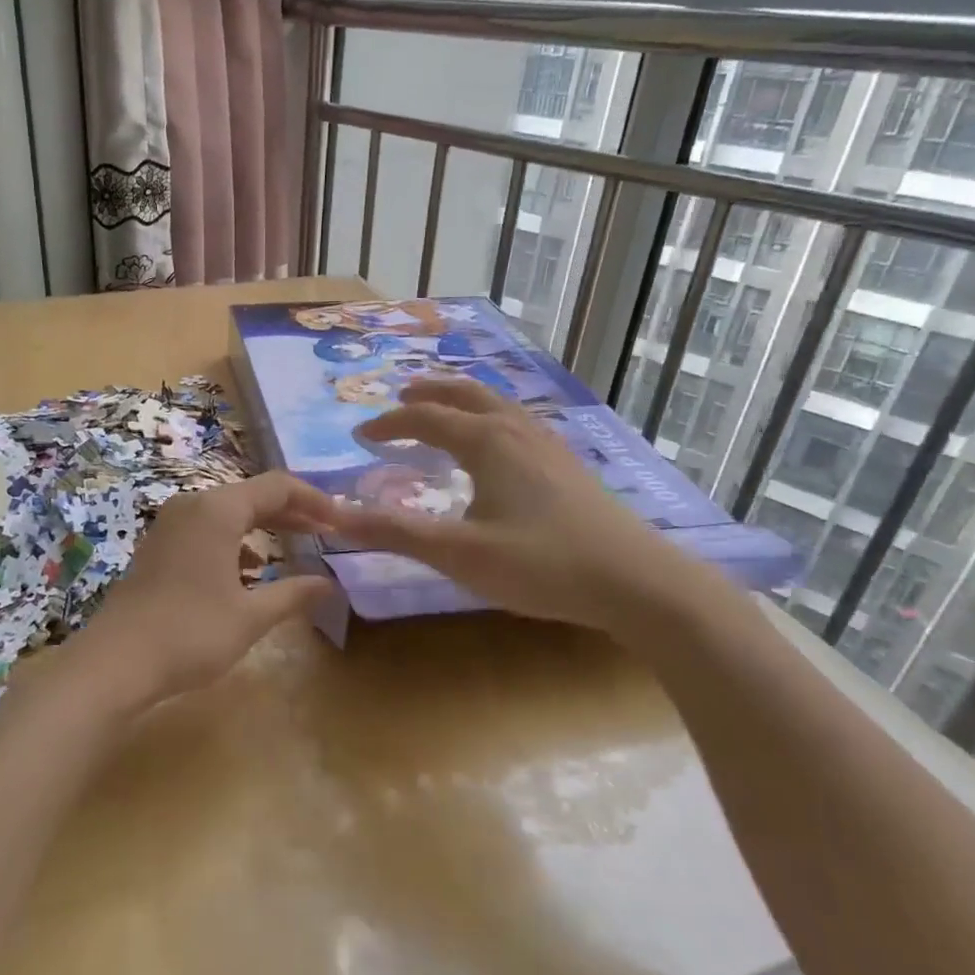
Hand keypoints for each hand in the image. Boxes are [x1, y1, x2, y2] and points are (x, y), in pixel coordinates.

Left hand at [73, 472, 337, 709]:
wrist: (115, 661)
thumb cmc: (190, 633)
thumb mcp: (250, 617)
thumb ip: (293, 594)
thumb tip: (329, 584)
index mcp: (217, 510)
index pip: (277, 487)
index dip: (314, 500)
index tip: (340, 521)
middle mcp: (192, 506)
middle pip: (252, 495)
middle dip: (291, 512)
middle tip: (325, 532)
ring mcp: (170, 524)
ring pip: (228, 512)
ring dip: (263, 525)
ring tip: (294, 547)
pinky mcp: (158, 545)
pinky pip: (206, 528)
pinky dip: (235, 540)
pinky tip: (249, 570)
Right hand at [325, 377, 681, 635]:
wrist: (638, 582)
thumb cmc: (542, 565)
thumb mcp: (459, 553)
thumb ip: (395, 533)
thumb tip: (335, 519)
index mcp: (487, 442)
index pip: (425, 418)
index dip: (389, 425)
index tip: (360, 436)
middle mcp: (516, 430)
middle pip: (465, 394)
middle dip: (429, 392)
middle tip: (402, 395)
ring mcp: (549, 445)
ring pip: (497, 405)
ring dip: (462, 400)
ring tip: (445, 409)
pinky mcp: (569, 465)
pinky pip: (518, 422)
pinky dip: (491, 417)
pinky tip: (499, 445)